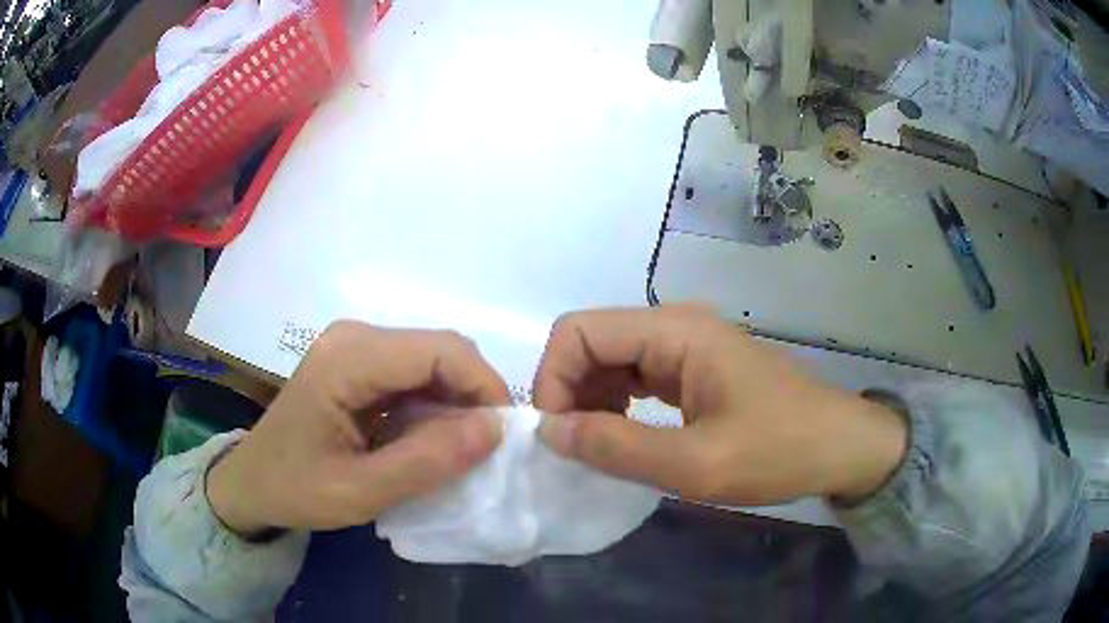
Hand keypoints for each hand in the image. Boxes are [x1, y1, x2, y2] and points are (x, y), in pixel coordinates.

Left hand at [206, 321, 509, 535]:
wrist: (254, 482)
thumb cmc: (297, 489)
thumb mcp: (361, 491)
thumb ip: (428, 461)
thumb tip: (495, 429)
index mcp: (348, 359)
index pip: (440, 350)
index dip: (483, 387)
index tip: (501, 437)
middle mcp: (354, 336)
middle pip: (440, 349)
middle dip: (473, 395)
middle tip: (484, 449)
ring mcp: (355, 345)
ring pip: (432, 359)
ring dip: (456, 401)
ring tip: (459, 449)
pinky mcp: (358, 361)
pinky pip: (414, 372)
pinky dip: (434, 403)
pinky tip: (428, 437)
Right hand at [533, 307, 906, 504]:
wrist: (841, 447)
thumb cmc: (778, 452)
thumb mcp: (696, 464)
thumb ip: (617, 448)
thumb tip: (549, 430)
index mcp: (675, 332)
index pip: (579, 331)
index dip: (553, 379)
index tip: (556, 435)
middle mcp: (676, 325)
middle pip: (591, 341)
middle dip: (569, 392)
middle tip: (574, 450)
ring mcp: (687, 345)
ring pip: (611, 359)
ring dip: (591, 401)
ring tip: (598, 449)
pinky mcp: (695, 368)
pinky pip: (636, 376)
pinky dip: (616, 405)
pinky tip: (624, 438)